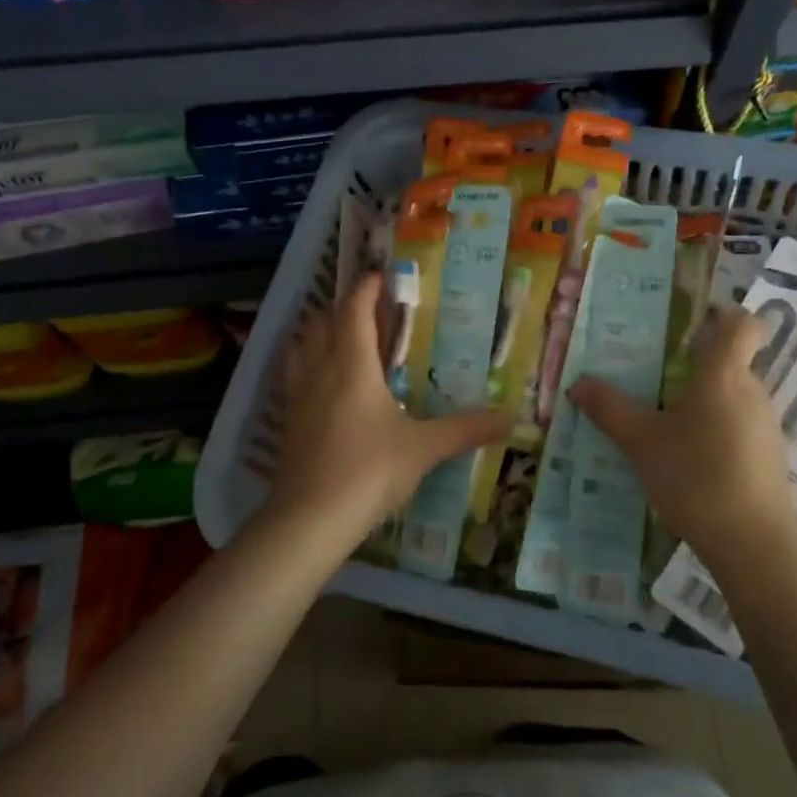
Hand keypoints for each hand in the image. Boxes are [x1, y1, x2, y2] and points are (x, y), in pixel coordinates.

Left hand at [264, 271, 510, 543]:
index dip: (366, 289)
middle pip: (321, 323)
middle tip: (367, 311)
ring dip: (318, 334)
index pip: (354, 311)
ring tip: (340, 340)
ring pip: (301, 348)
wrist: (309, 519)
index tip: (381, 276)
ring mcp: (297, 398)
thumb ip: (465, 430)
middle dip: (341, 309)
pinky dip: (307, 367)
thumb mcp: (423, 449)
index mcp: (352, 366)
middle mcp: (320, 372)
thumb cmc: (369, 471)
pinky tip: (323, 388)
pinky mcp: (287, 424)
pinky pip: (294, 378)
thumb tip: (509, 417)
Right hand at [569, 306, 796, 576]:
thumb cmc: (694, 477)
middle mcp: (752, 391)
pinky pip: (739, 426)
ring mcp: (766, 425)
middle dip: (695, 364)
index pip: (742, 324)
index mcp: (724, 375)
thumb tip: (578, 383)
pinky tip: (689, 458)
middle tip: (653, 376)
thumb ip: (609, 408)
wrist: (752, 543)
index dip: (723, 315)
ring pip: (733, 396)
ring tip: (664, 421)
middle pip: (730, 361)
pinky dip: (716, 429)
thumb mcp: (640, 442)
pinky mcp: (769, 456)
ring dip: (703, 400)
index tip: (693, 322)